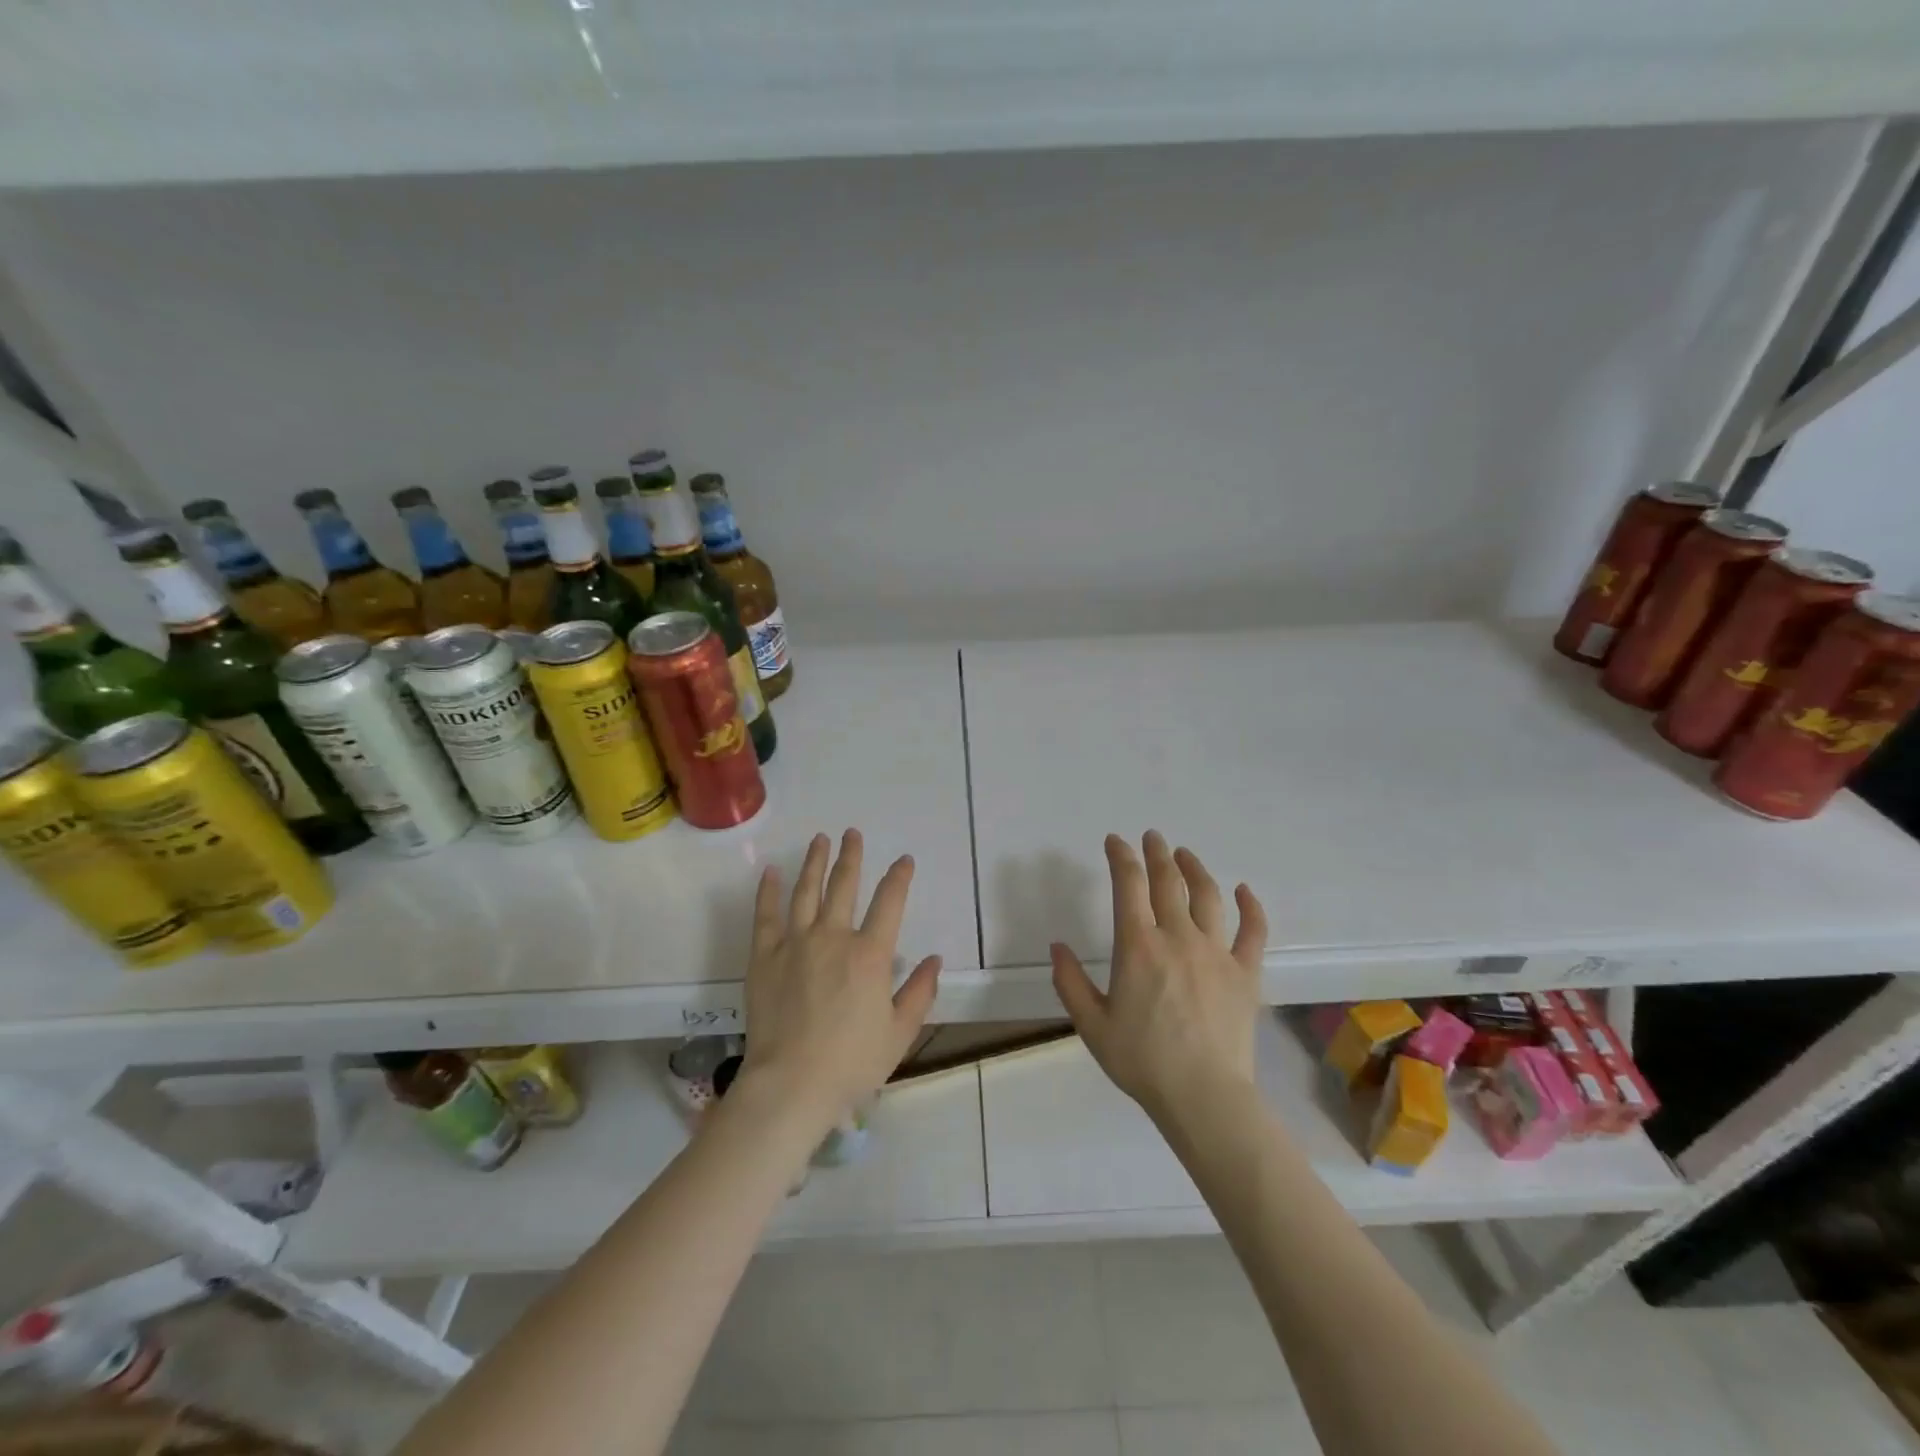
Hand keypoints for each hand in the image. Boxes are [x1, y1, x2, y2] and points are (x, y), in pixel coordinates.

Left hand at [736, 829, 941, 1131]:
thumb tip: (934, 959)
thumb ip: (919, 992)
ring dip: (815, 862)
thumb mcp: (899, 1033)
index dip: (899, 877)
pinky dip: (768, 891)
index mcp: (870, 955)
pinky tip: (770, 872)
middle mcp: (833, 938)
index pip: (890, 903)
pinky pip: (765, 916)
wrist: (791, 1085)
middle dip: (851, 856)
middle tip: (852, 834)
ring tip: (820, 840)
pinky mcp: (764, 957)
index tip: (904, 860)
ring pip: (806, 891)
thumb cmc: (851, 1063)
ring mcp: (795, 944)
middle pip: (844, 886)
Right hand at [1051, 832, 1267, 1124]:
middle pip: (1168, 881)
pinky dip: (1250, 907)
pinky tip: (1244, 891)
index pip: (1129, 885)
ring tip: (1185, 855)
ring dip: (1194, 868)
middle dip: (1157, 853)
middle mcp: (1178, 937)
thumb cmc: (1142, 1061)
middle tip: (1152, 837)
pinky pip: (1253, 931)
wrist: (1203, 1097)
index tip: (1115, 841)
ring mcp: (1216, 952)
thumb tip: (1057, 947)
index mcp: (1138, 946)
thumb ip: (1069, 982)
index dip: (1121, 856)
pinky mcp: (1245, 973)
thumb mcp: (1091, 1025)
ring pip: (1208, 896)